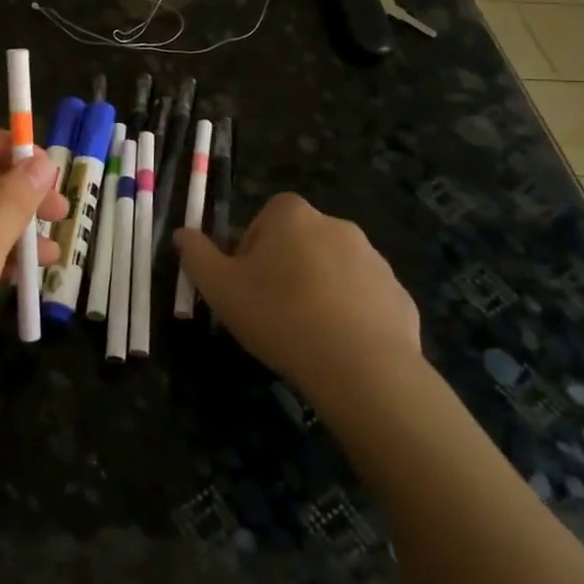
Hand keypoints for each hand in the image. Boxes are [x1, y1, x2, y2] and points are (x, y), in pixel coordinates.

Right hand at [173, 193, 421, 396]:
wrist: (362, 367)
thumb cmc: (279, 316)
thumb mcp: (219, 287)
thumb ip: (196, 255)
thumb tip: (183, 234)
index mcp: (292, 216)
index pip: (265, 218)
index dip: (251, 250)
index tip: (246, 284)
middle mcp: (337, 226)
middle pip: (300, 242)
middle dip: (285, 269)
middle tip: (270, 310)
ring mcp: (375, 260)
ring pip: (333, 270)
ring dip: (318, 291)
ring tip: (305, 334)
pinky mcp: (400, 296)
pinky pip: (364, 300)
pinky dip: (350, 316)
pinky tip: (338, 348)